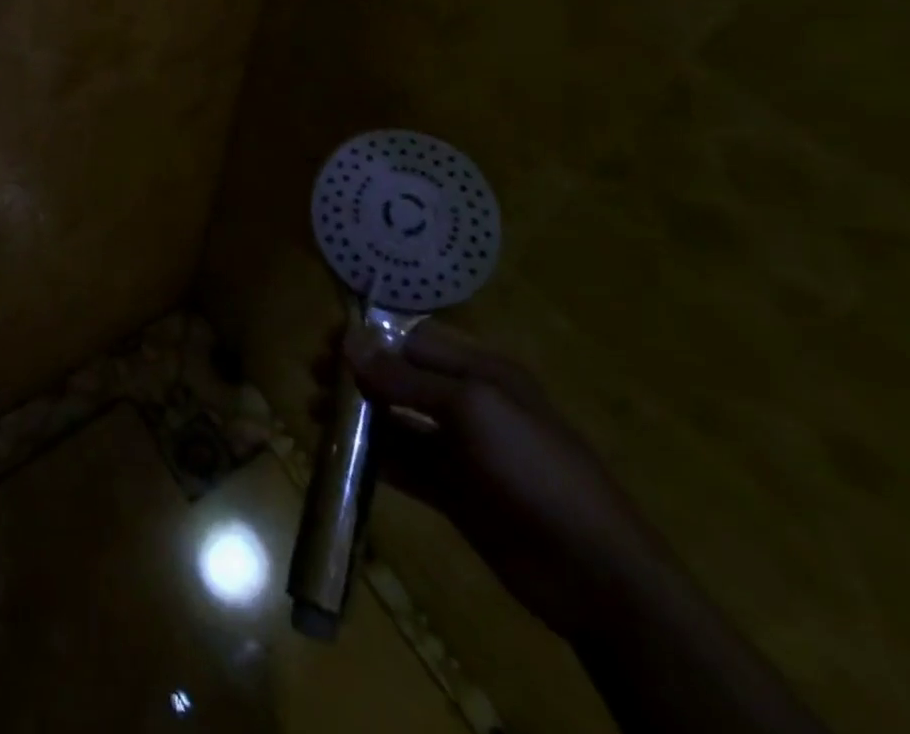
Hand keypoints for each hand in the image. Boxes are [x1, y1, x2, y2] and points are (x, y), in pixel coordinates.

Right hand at [335, 321, 675, 641]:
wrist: (595, 572)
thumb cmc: (533, 467)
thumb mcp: (470, 408)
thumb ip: (405, 378)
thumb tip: (348, 343)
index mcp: (480, 371)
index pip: (413, 340)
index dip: (370, 338)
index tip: (326, 343)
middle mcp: (468, 402)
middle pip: (401, 378)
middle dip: (357, 374)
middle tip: (313, 378)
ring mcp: (461, 450)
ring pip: (397, 420)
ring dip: (358, 415)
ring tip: (314, 413)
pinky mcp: (454, 491)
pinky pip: (404, 464)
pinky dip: (373, 457)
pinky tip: (340, 455)